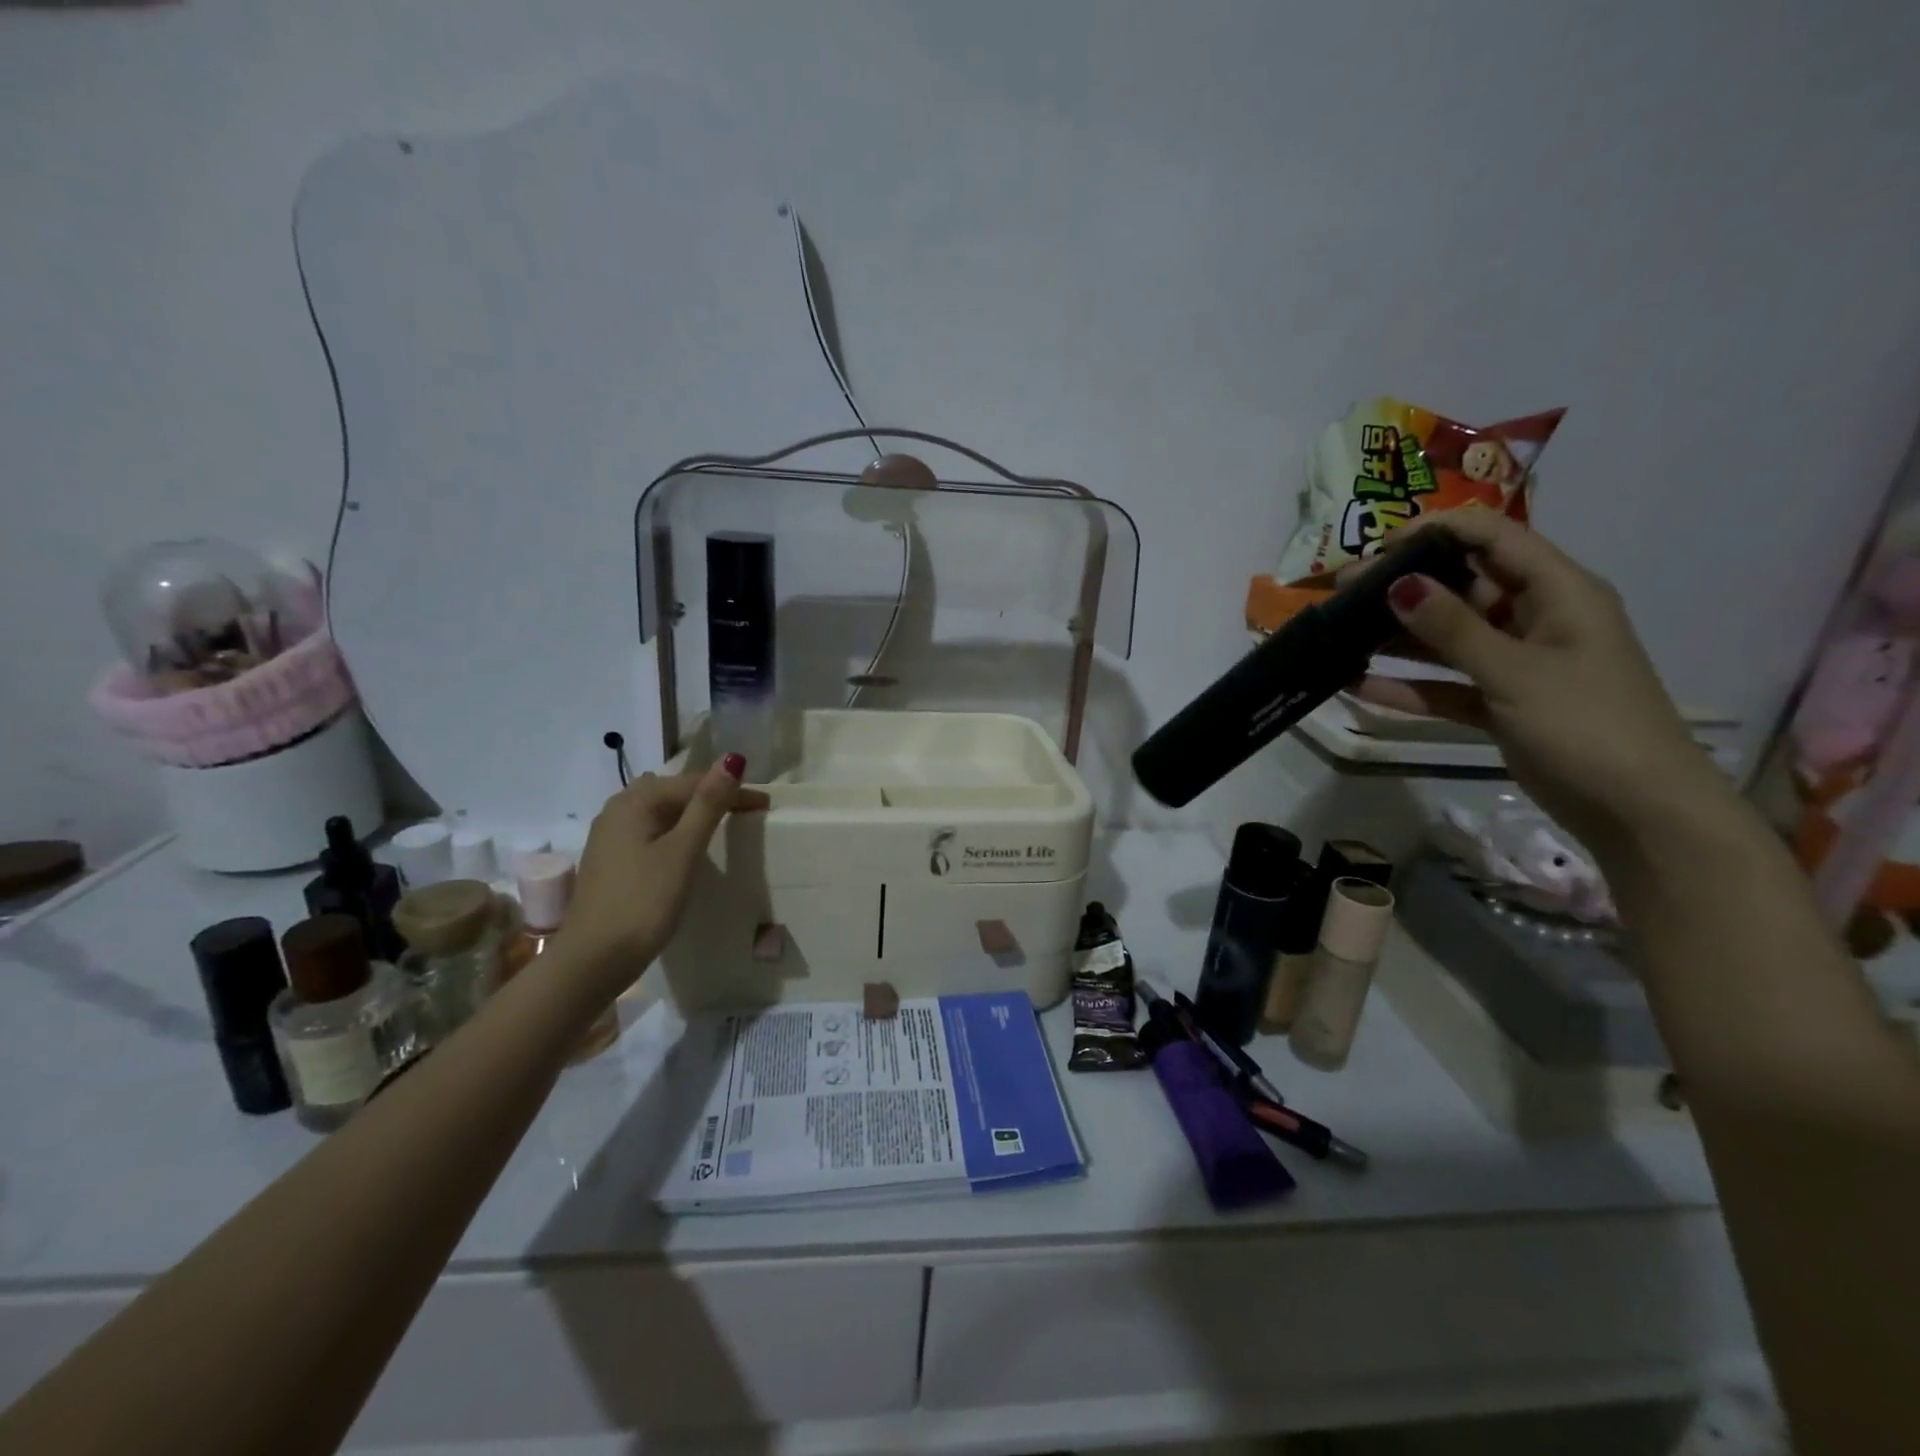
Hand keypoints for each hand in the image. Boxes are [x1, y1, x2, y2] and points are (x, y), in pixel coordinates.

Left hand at [556, 756, 769, 989]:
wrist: (593, 960)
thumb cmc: (644, 902)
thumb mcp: (683, 851)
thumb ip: (708, 804)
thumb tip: (732, 759)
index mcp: (636, 801)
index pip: (694, 783)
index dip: (732, 790)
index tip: (765, 805)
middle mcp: (617, 809)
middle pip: (674, 792)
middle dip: (711, 796)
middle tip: (746, 812)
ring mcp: (609, 836)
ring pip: (660, 811)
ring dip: (692, 814)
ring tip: (722, 826)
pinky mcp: (610, 860)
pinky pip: (650, 831)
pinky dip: (674, 831)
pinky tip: (685, 848)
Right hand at [1352, 511, 1730, 857]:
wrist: (1637, 812)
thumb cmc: (1587, 725)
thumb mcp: (1515, 673)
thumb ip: (1453, 629)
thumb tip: (1398, 584)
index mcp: (1559, 593)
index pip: (1494, 538)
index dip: (1437, 531)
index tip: (1378, 547)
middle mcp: (1537, 619)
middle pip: (1462, 587)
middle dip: (1404, 588)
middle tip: (1342, 595)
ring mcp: (1517, 664)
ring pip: (1449, 639)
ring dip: (1399, 639)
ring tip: (1340, 636)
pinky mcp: (1501, 704)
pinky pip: (1447, 685)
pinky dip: (1410, 686)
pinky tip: (1360, 686)